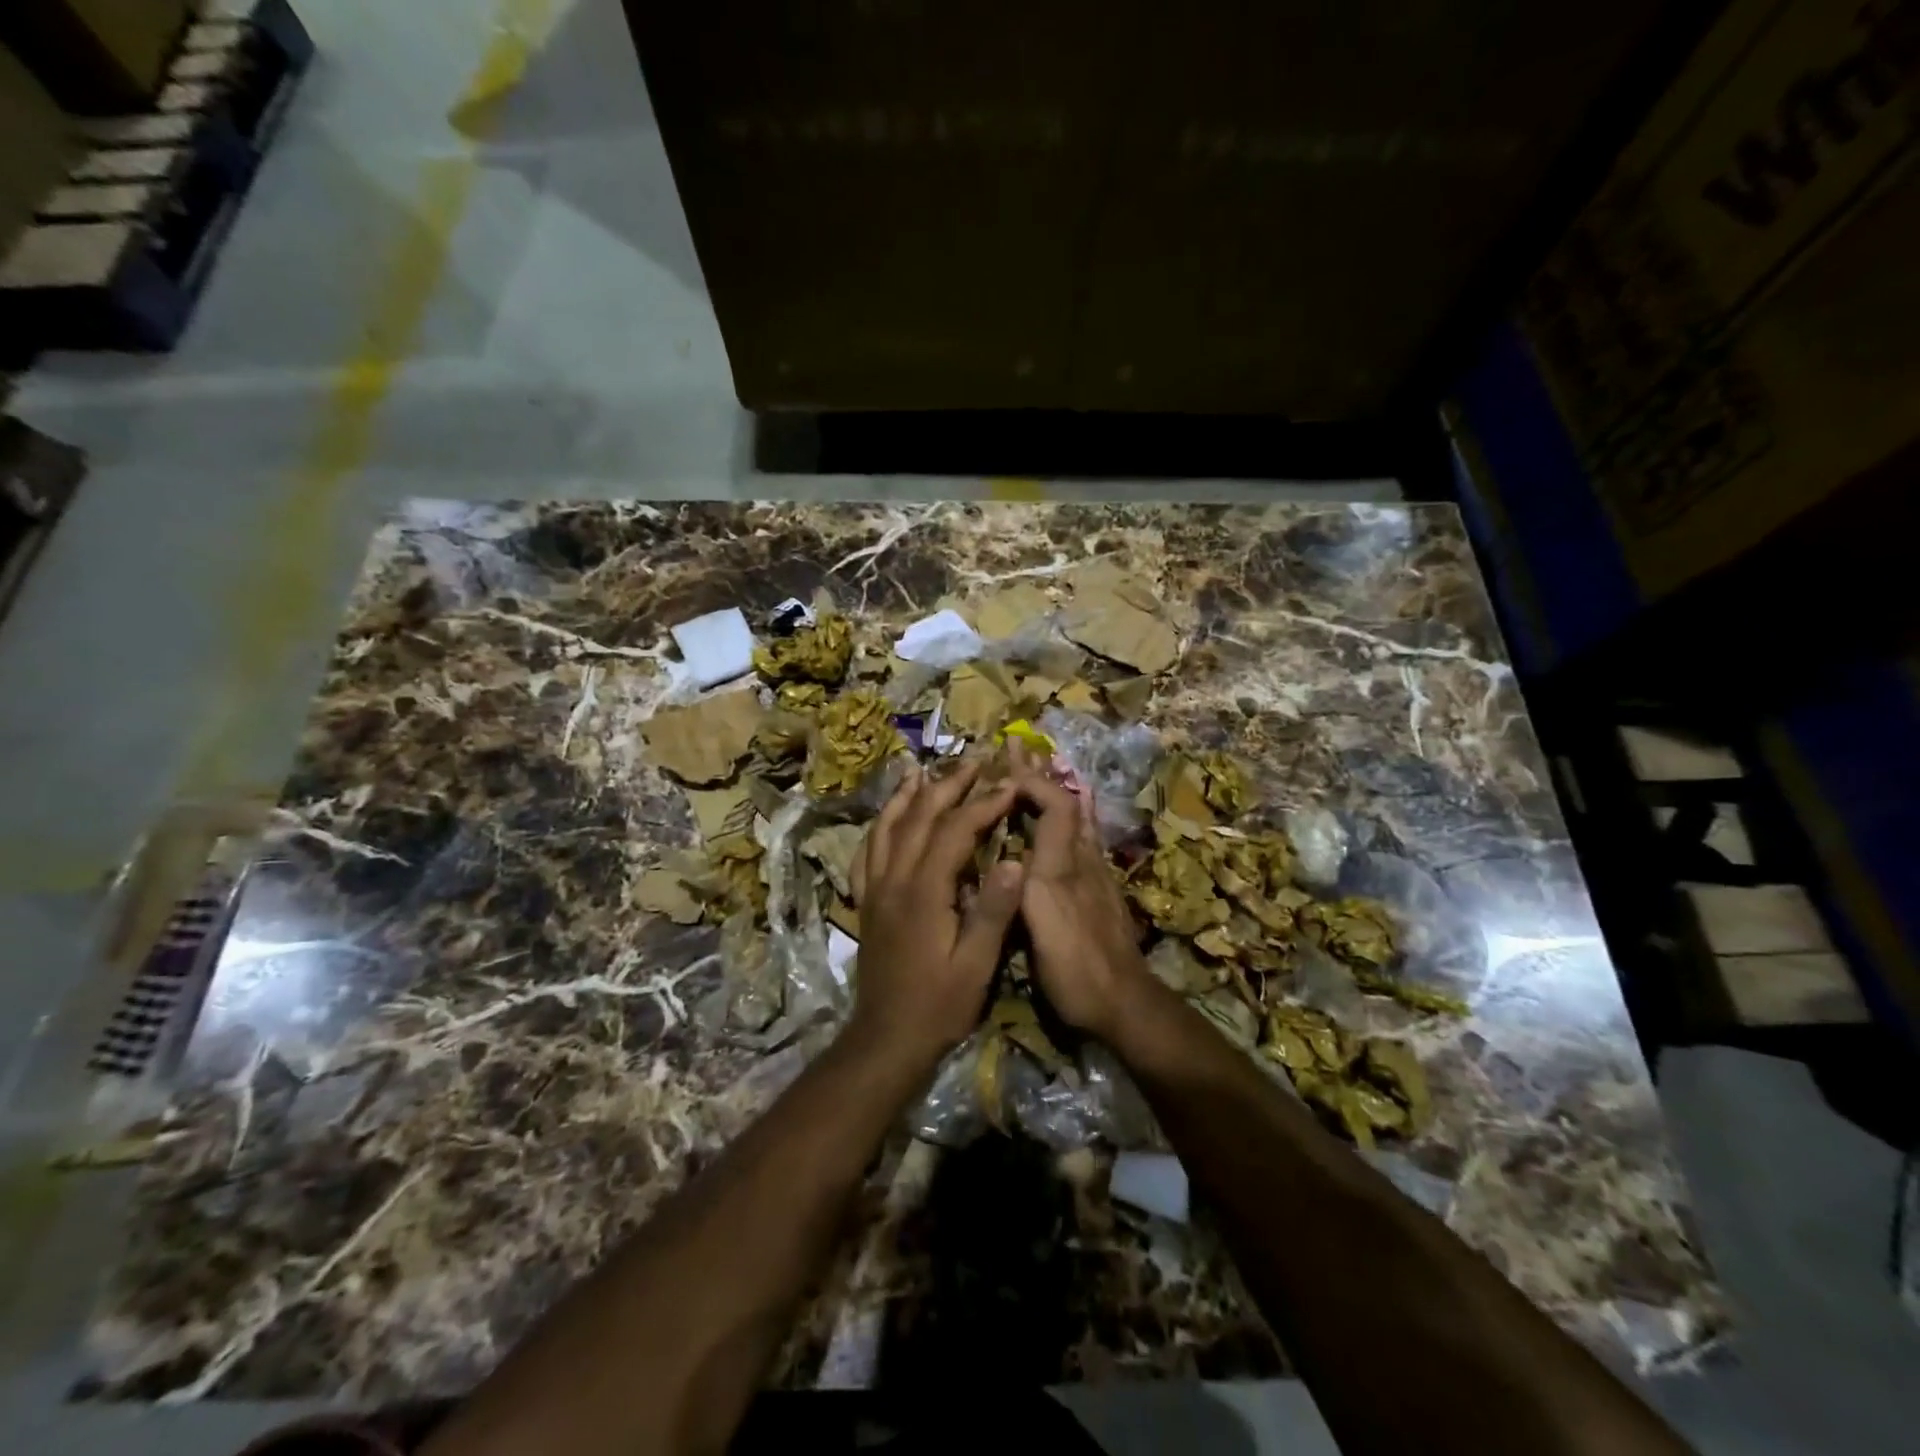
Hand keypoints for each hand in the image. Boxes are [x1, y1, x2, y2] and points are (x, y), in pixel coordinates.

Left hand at [850, 759, 1022, 1064]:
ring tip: (923, 770)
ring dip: (909, 796)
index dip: (984, 804)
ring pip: (888, 827)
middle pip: (920, 817)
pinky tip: (888, 817)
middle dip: (949, 785)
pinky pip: (867, 852)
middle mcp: (894, 879)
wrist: (886, 1038)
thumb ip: (994, 911)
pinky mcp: (866, 901)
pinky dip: (879, 826)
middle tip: (975, 761)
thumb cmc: (938, 1004)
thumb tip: (1012, 860)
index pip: (956, 831)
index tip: (1009, 784)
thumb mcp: (976, 965)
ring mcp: (874, 888)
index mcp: (924, 891)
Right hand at [1007, 745, 1154, 1042]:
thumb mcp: (1042, 924)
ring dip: (1054, 788)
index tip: (1002, 767)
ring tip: (1037, 768)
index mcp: (1062, 864)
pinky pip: (1079, 838)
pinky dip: (1064, 815)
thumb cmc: (1074, 968)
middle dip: (1041, 773)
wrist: (1123, 1003)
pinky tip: (1062, 818)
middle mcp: (1082, 860)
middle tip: (1019, 745)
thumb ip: (1025, 882)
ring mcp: (1094, 875)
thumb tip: (1009, 847)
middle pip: (1067, 803)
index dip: (1032, 781)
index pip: (1055, 803)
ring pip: (1075, 818)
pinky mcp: (1098, 891)